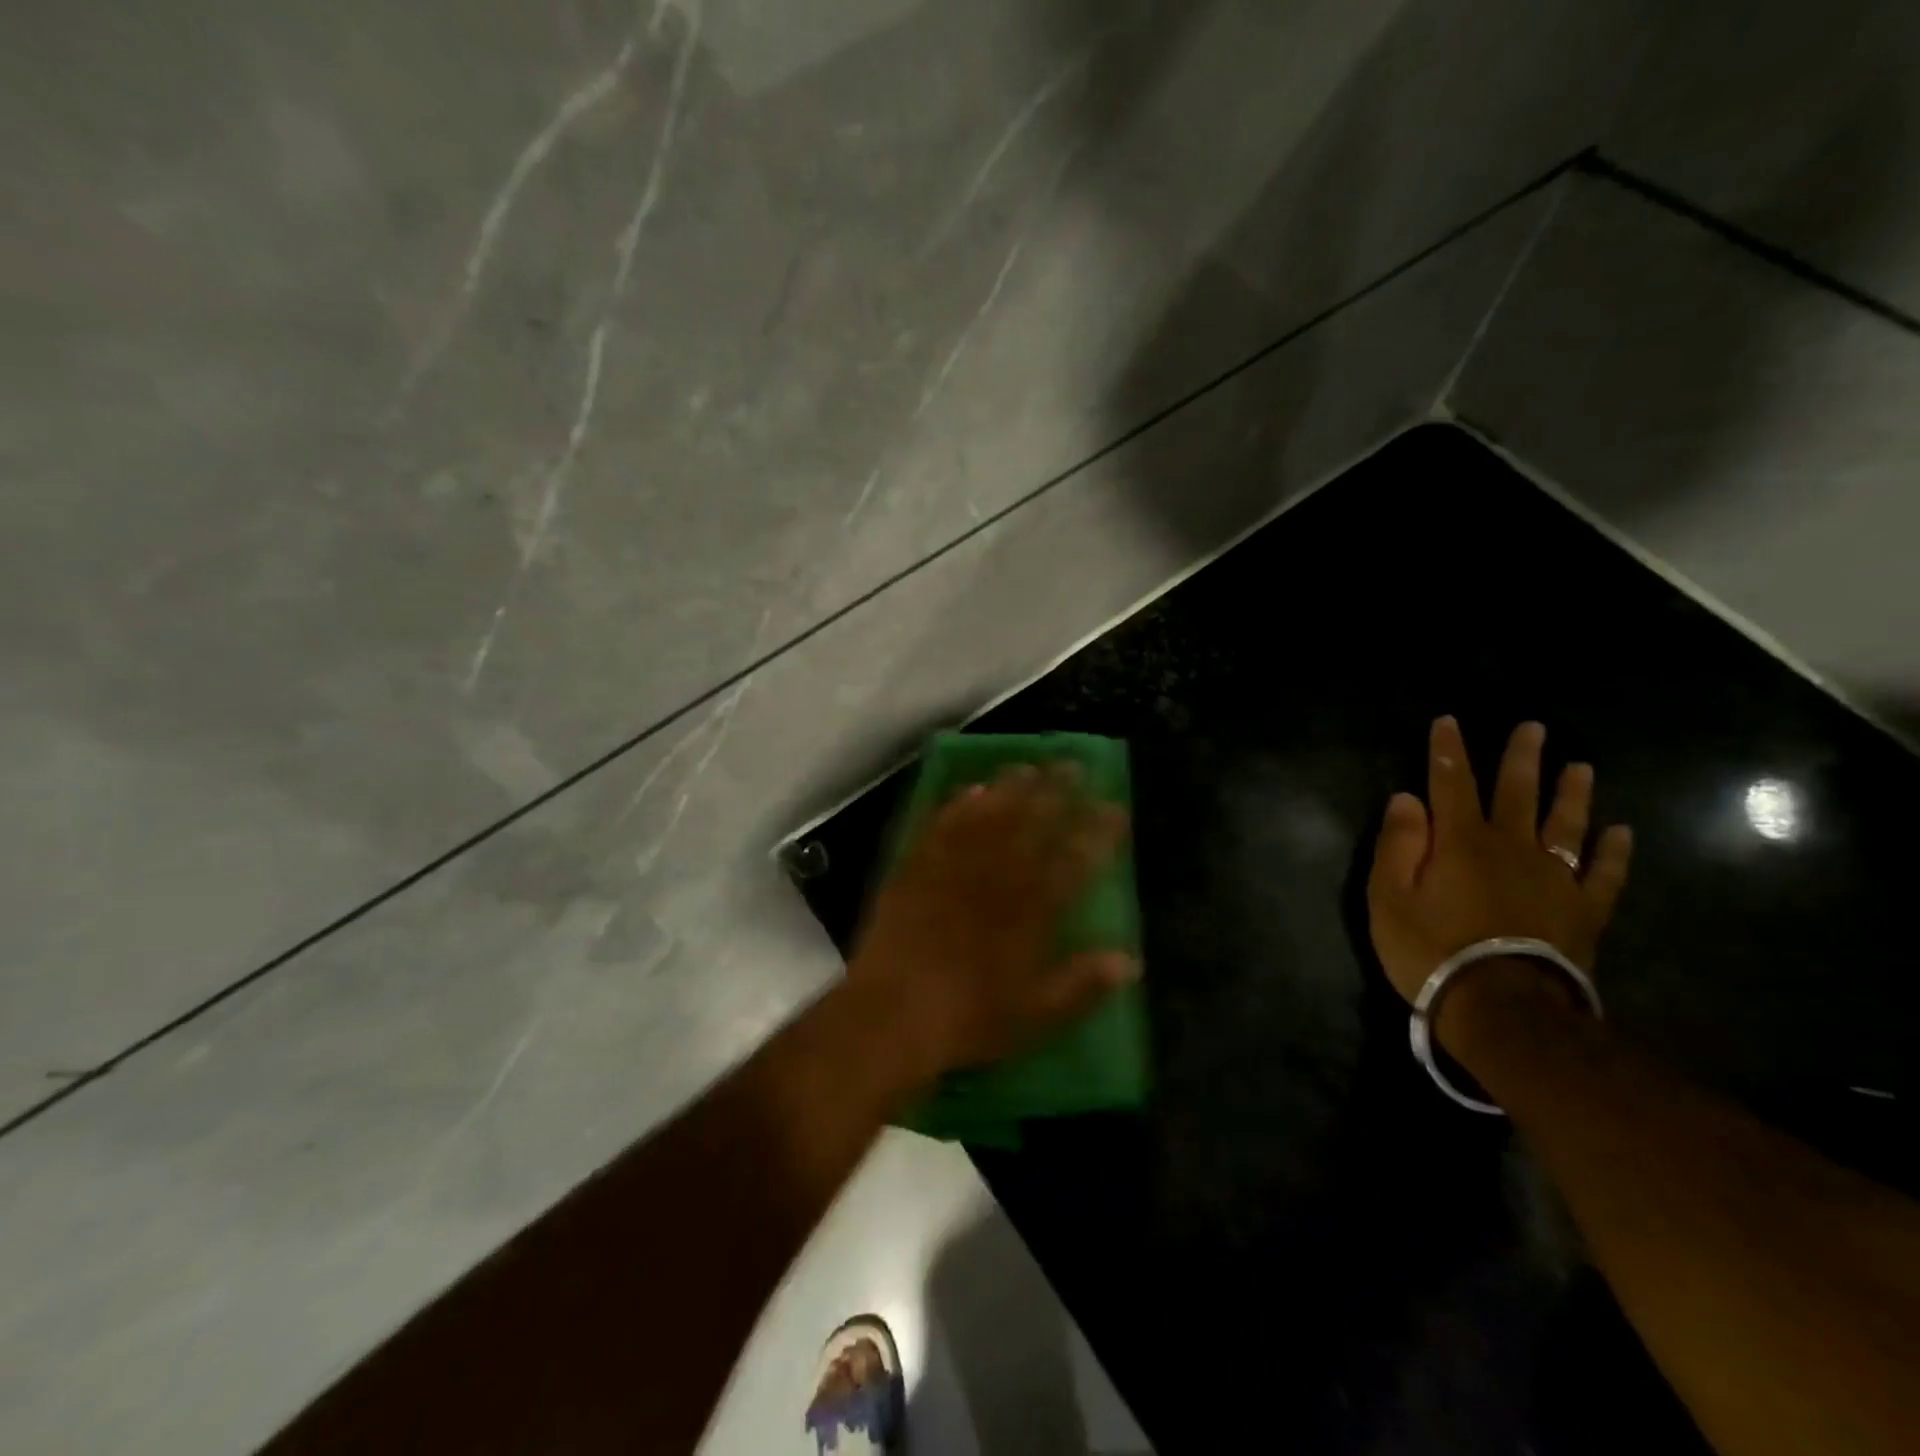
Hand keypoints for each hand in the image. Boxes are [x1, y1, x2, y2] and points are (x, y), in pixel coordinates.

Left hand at [847, 761, 1134, 1080]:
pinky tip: (969, 790)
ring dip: (1012, 786)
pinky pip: (943, 824)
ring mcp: (955, 865)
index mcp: (1033, 908)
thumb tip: (1130, 961)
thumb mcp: (1038, 1014)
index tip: (1114, 807)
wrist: (893, 1011)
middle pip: (1034, 821)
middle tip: (1073, 765)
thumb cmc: (971, 1017)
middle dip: (1058, 790)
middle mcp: (998, 875)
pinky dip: (959, 804)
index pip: (1077, 857)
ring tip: (1029, 766)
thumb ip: (1084, 984)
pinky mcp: (918, 866)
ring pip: (990, 813)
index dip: (1098, 830)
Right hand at [1367, 717, 1632, 1008]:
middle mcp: (1511, 848)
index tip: (1449, 721)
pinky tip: (1622, 832)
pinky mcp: (1583, 911)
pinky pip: (1604, 874)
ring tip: (1582, 766)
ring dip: (1572, 793)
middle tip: (1533, 728)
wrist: (1503, 1009)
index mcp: (1460, 841)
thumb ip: (1397, 844)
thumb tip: (1406, 798)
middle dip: (1520, 759)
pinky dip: (1615, 852)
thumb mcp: (1389, 898)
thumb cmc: (1432, 950)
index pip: (1451, 783)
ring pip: (1565, 824)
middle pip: (1516, 793)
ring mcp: (1554, 878)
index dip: (1448, 751)